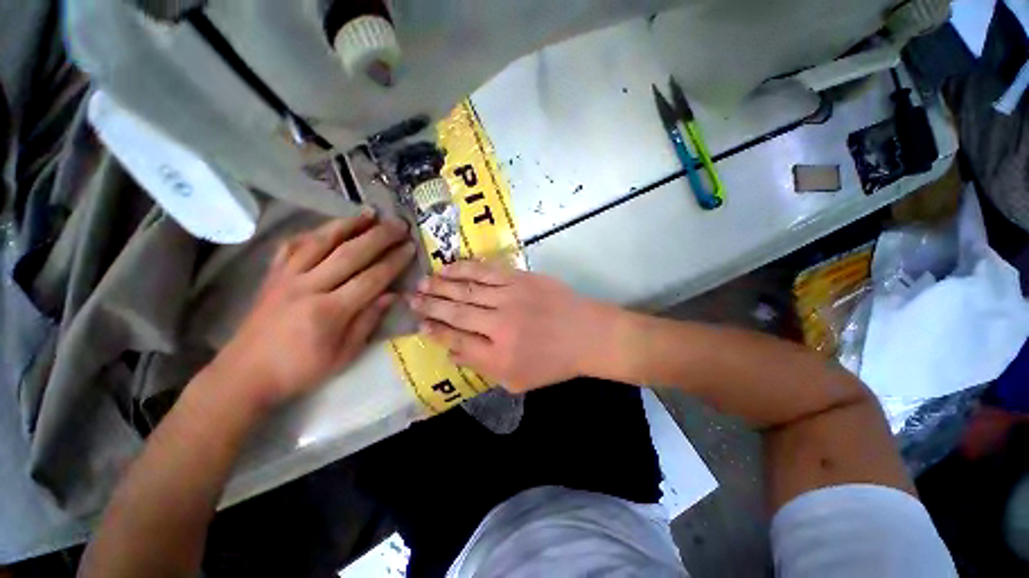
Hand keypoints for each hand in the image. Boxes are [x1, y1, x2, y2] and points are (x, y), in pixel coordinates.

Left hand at [209, 210, 415, 411]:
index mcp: (329, 312)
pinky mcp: (272, 275)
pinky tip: (330, 227)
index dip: (393, 261)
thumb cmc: (300, 370)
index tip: (410, 248)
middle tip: (399, 225)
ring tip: (369, 213)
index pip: (370, 279)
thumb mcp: (343, 355)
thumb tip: (392, 295)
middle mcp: (308, 287)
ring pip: (321, 242)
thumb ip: (368, 321)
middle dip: (379, 237)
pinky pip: (293, 246)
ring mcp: (286, 278)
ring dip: (348, 224)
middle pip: (349, 254)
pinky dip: (314, 232)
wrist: (245, 374)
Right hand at [408, 261, 613, 391]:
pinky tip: (451, 267)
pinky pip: (487, 271)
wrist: (587, 334)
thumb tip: (452, 352)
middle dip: (430, 305)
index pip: (456, 341)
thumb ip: (482, 366)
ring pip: (468, 289)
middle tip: (411, 298)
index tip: (420, 324)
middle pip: (457, 312)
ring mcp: (511, 297)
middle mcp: (500, 325)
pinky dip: (466, 269)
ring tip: (424, 281)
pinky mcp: (521, 279)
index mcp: (499, 355)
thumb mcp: (517, 379)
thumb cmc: (554, 362)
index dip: (435, 332)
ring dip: (442, 284)